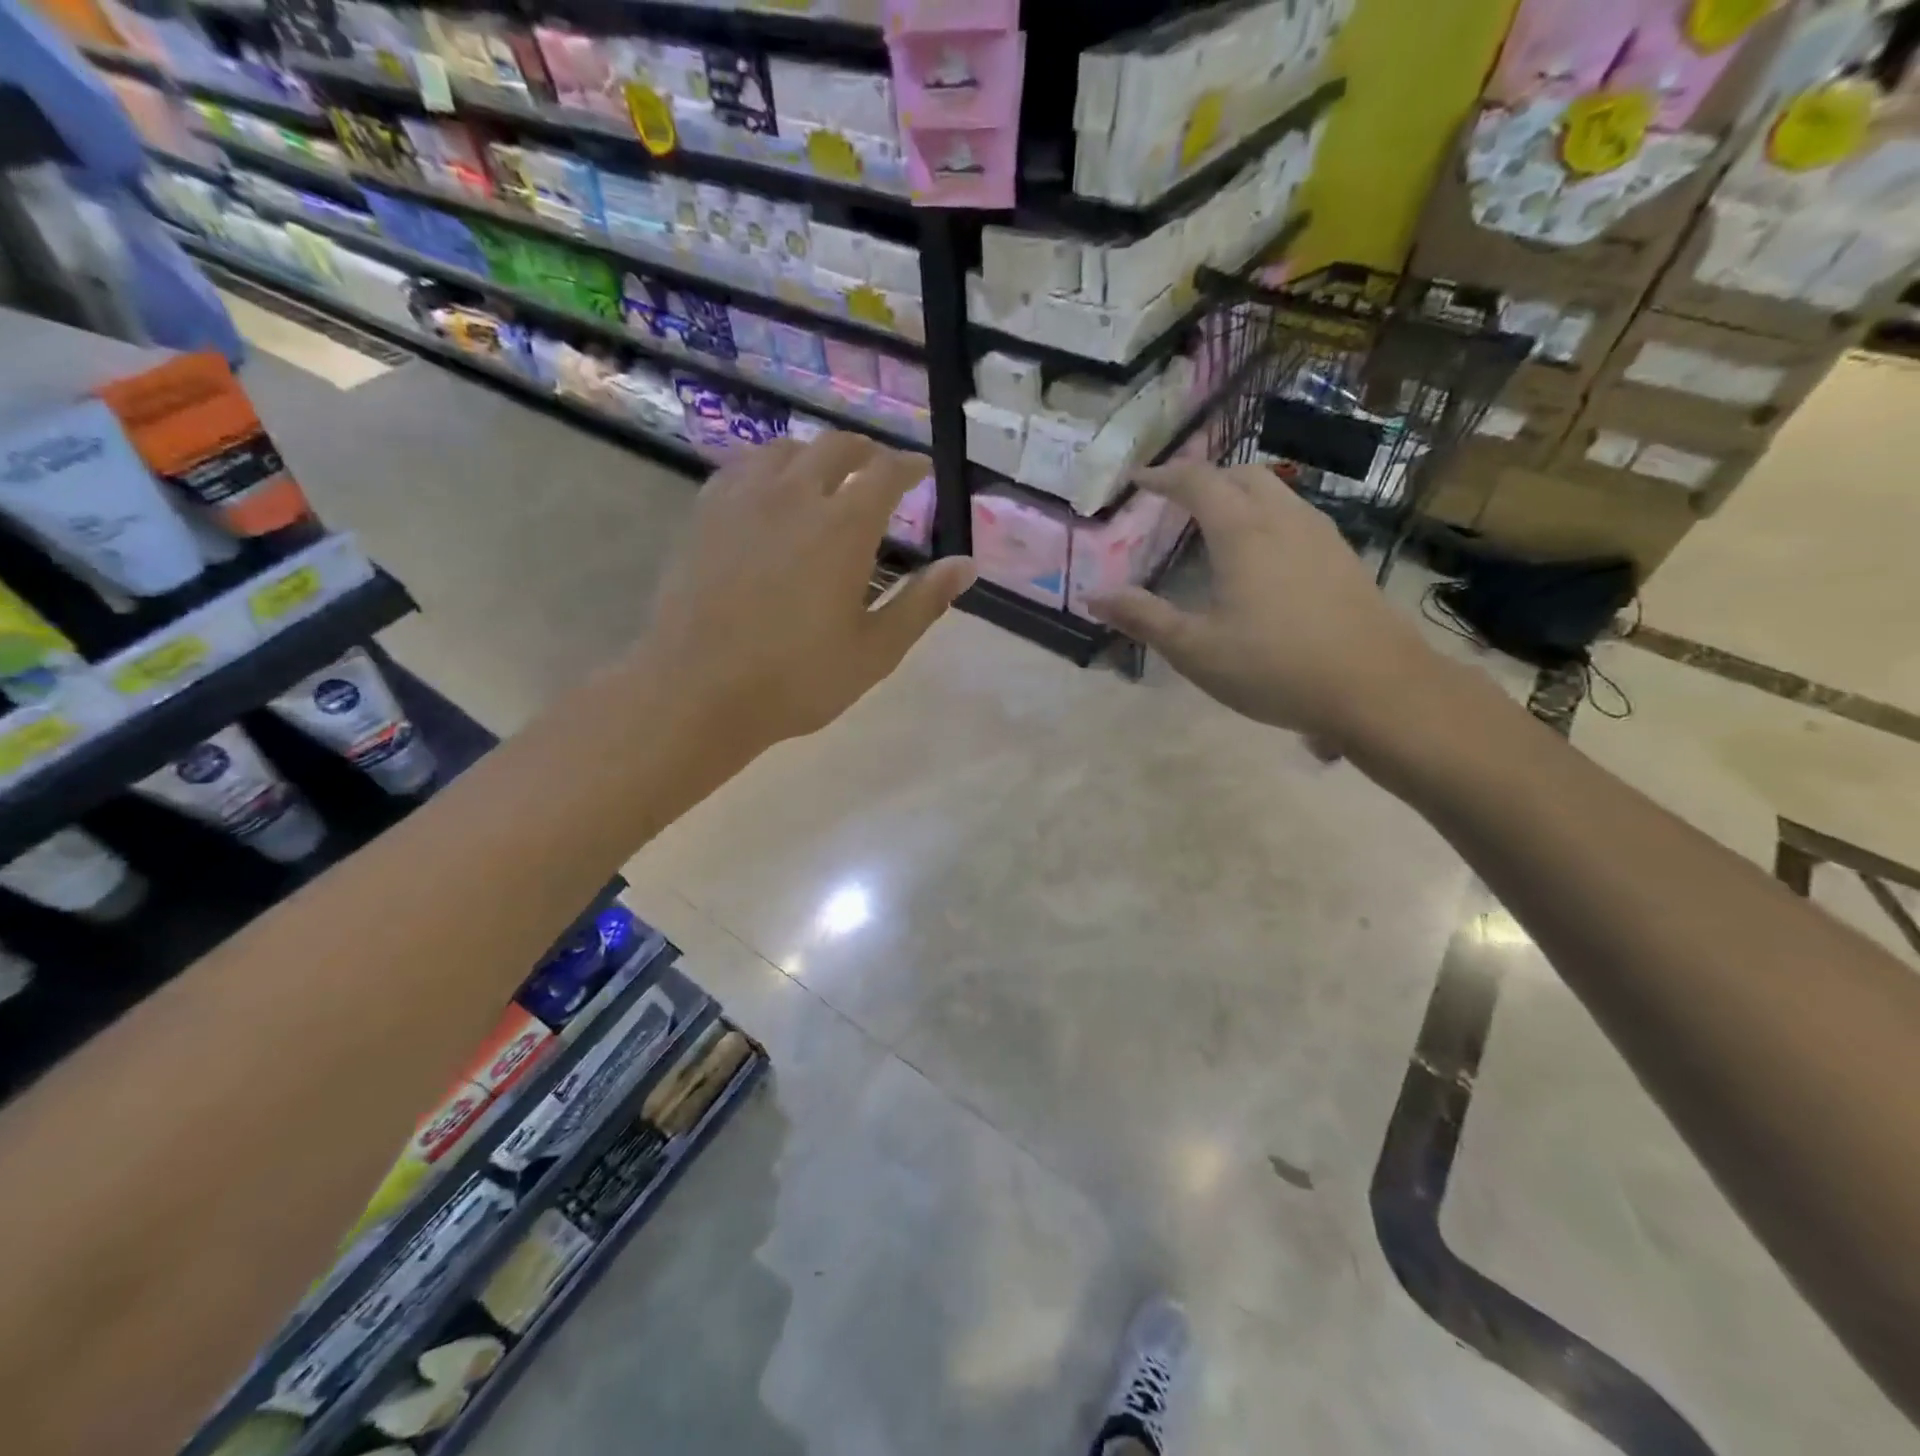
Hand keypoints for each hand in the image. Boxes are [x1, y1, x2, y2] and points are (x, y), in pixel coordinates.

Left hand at [636, 432, 974, 750]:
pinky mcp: (706, 514)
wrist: (698, 690)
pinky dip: (769, 467)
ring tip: (825, 475)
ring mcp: (743, 500)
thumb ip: (922, 602)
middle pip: (835, 446)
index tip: (921, 469)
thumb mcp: (875, 651)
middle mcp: (795, 496)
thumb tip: (965, 565)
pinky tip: (769, 491)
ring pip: (786, 450)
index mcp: (843, 527)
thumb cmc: (797, 679)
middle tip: (878, 469)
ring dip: (815, 454)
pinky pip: (743, 468)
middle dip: (865, 452)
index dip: (909, 465)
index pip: (886, 472)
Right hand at [1089, 463, 1444, 755]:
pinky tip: (1264, 555)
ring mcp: (1321, 536)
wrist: (1376, 688)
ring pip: (1277, 492)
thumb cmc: (1275, 667)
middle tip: (1177, 500)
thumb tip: (1094, 597)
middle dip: (1206, 478)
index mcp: (1242, 533)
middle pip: (1242, 475)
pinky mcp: (1343, 558)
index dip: (1164, 476)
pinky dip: (1267, 516)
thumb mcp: (1196, 650)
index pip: (1198, 482)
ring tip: (1216, 523)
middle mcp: (1284, 520)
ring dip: (1240, 494)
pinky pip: (1297, 516)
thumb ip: (1144, 618)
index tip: (1138, 480)